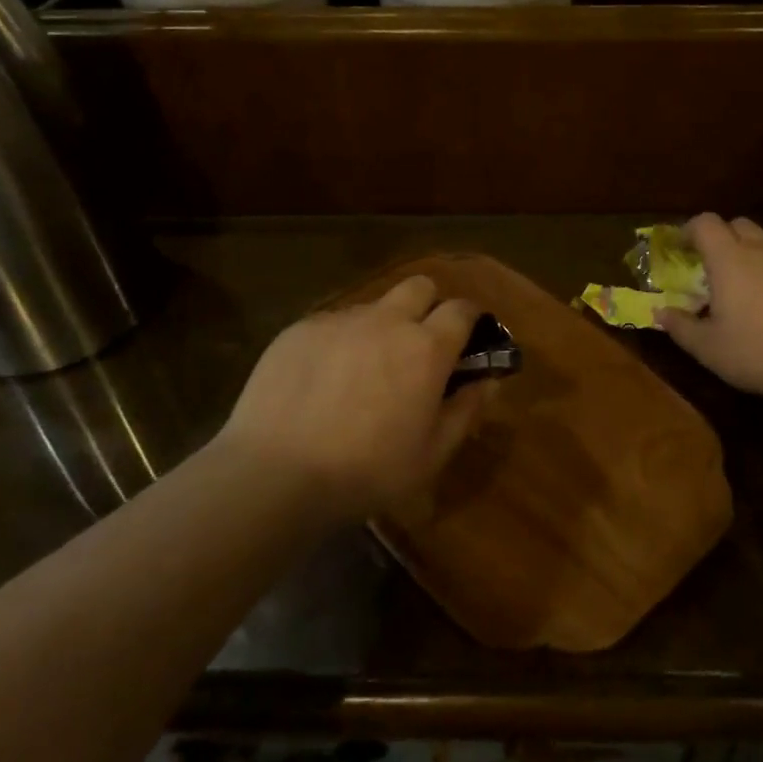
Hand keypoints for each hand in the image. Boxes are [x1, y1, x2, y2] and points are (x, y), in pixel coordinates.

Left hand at [215, 276, 488, 521]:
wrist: (274, 474)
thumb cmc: (366, 472)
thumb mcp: (431, 455)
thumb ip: (466, 411)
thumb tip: (488, 381)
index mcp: (426, 347)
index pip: (462, 309)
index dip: (470, 320)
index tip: (467, 341)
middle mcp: (387, 320)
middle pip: (420, 286)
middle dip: (428, 306)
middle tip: (418, 346)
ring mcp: (340, 320)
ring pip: (374, 306)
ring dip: (381, 327)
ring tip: (362, 370)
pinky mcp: (300, 329)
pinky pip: (332, 323)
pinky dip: (339, 342)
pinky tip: (322, 380)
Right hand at [656, 214, 762, 417]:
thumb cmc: (759, 352)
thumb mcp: (709, 348)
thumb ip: (680, 327)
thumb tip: (660, 313)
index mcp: (730, 259)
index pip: (705, 223)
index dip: (688, 230)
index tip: (679, 248)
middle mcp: (761, 251)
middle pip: (736, 224)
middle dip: (718, 237)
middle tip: (707, 266)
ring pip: (762, 243)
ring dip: (744, 255)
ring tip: (736, 288)